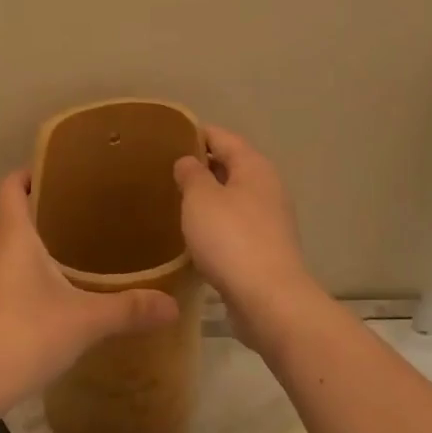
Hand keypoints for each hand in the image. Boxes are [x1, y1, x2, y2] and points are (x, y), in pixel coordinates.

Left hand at [0, 170, 178, 413]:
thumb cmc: (22, 336)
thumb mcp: (83, 322)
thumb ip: (128, 310)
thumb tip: (173, 305)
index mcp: (12, 236)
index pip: (10, 185)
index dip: (30, 172)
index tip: (60, 171)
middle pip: (11, 214)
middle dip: (43, 208)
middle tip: (84, 211)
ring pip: (8, 248)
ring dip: (34, 244)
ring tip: (75, 250)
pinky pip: (4, 277)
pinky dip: (26, 274)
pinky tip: (53, 296)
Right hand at [173, 126, 318, 346]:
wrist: (268, 299)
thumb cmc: (231, 239)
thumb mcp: (200, 198)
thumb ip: (191, 173)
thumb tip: (189, 161)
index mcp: (254, 166)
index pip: (221, 137)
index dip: (194, 133)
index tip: (164, 137)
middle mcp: (267, 188)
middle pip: (229, 166)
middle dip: (199, 166)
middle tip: (162, 171)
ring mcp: (269, 220)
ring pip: (231, 198)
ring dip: (206, 198)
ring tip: (172, 200)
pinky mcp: (265, 249)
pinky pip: (234, 226)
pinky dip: (214, 224)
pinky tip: (192, 234)